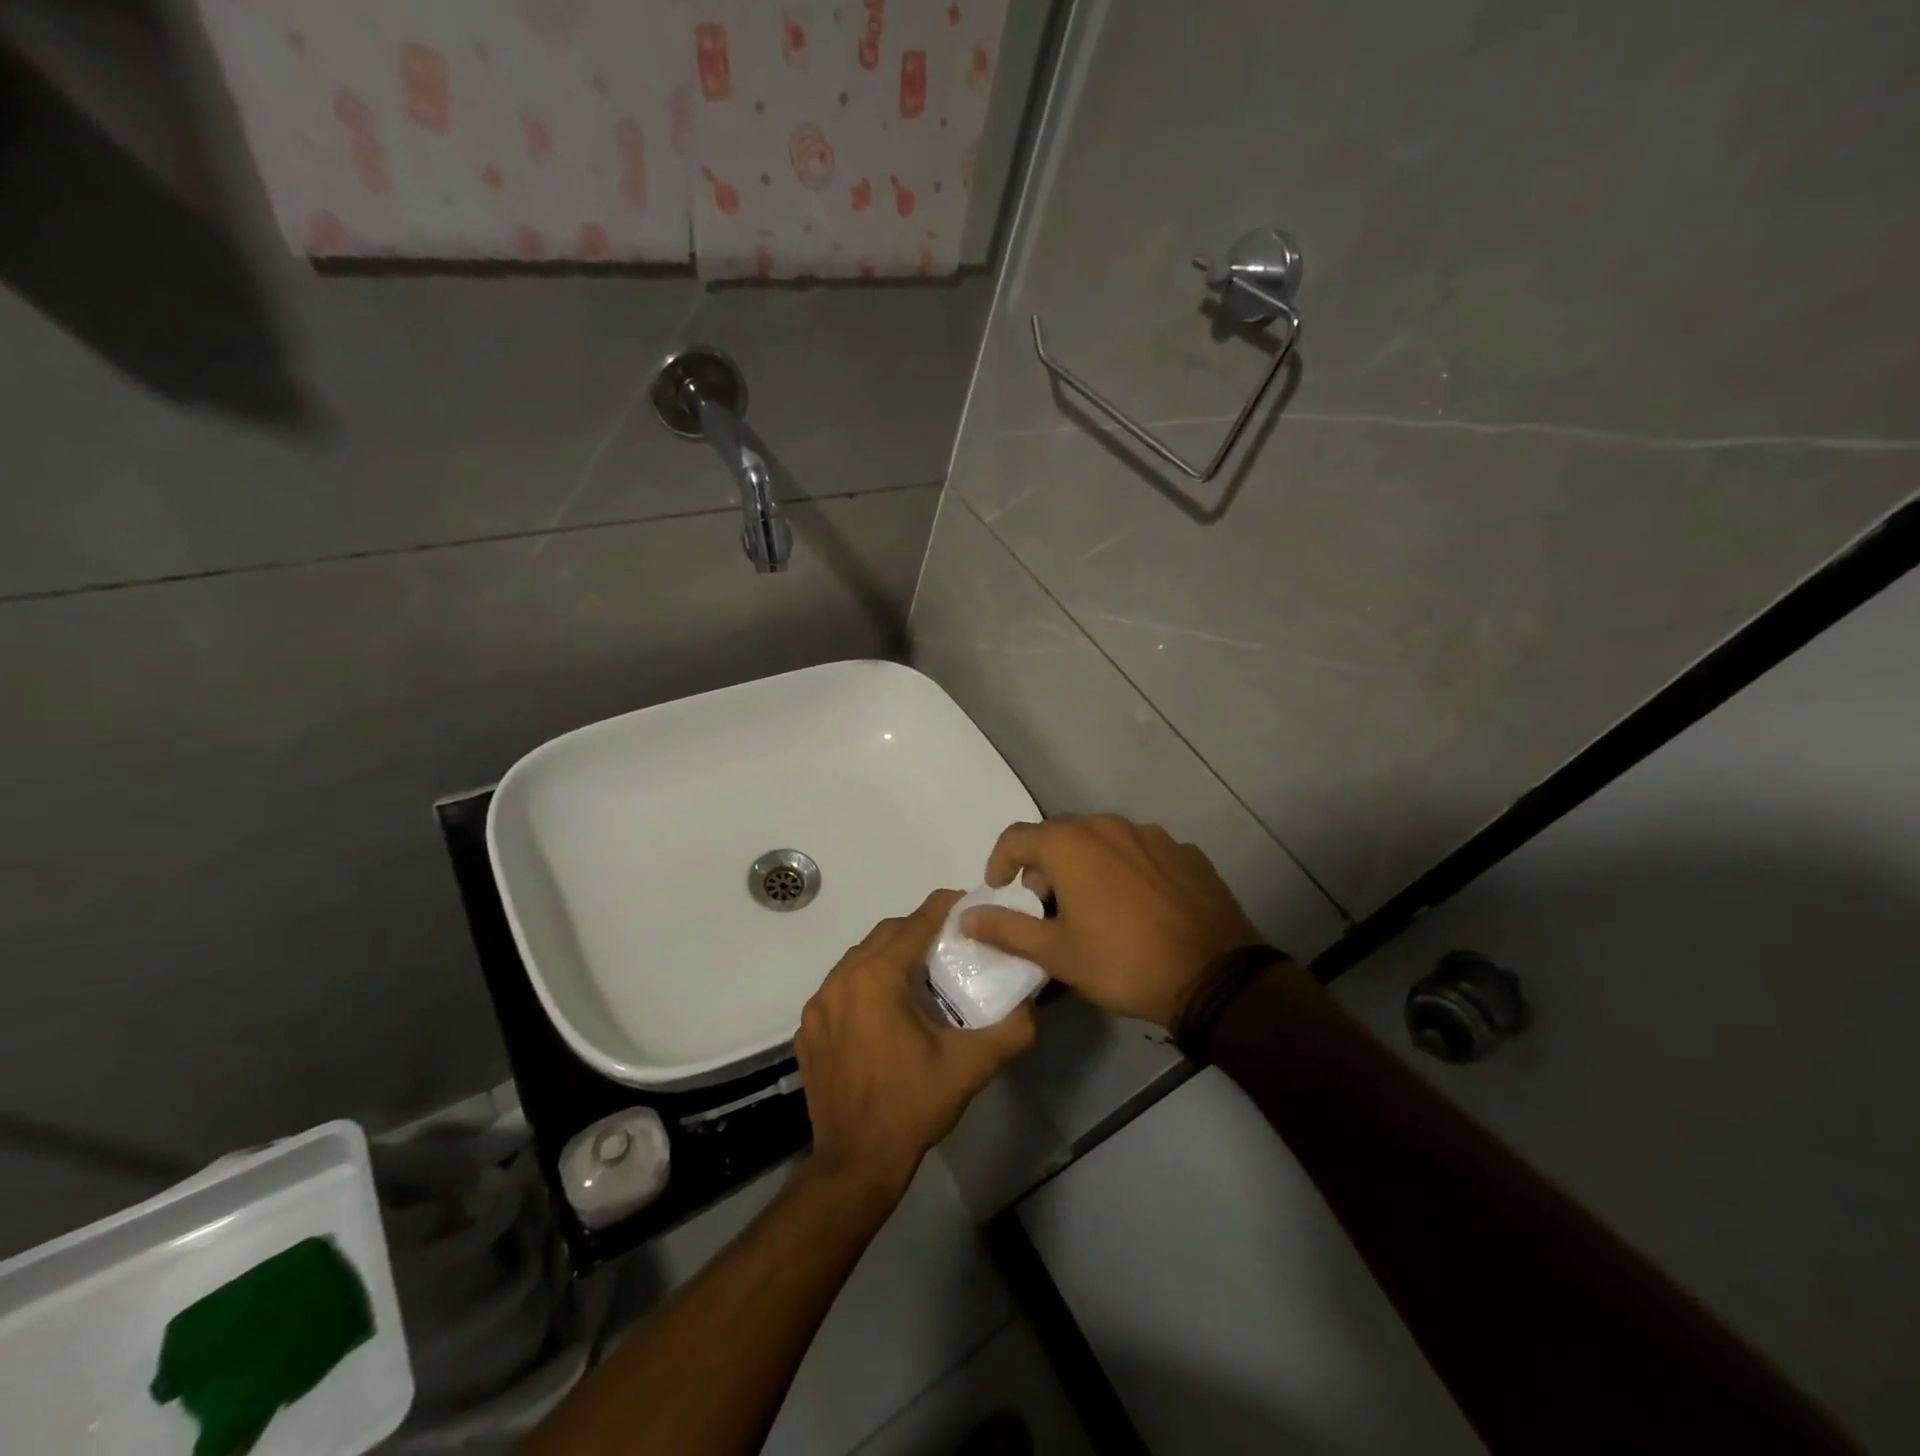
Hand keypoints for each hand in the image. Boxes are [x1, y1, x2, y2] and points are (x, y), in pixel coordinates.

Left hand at [796, 890, 1035, 1203]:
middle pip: (885, 934)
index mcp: (876, 978)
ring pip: (859, 958)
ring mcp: (818, 1005)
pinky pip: (840, 987)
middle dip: (918, 929)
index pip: (915, 923)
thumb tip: (1032, 1005)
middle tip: (950, 942)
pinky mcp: (808, 1029)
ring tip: (921, 973)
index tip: (967, 904)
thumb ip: (1010, 1030)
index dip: (944, 908)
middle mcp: (841, 980)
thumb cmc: (912, 1106)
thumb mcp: (970, 1067)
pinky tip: (886, 1010)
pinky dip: (865, 983)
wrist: (856, 1163)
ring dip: (891, 955)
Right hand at [961, 815, 1265, 1028]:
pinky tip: (1135, 903)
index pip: (1017, 836)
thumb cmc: (1123, 962)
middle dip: (1043, 862)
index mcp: (1072, 844)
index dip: (1000, 861)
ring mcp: (1152, 836)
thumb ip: (1006, 929)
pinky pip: (1139, 850)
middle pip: (1060, 832)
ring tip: (1090, 902)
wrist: (1214, 976)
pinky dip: (1124, 867)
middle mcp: (1109, 826)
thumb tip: (965, 916)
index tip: (1000, 888)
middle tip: (1044, 901)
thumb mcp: (1056, 953)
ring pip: (1102, 838)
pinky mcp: (1184, 852)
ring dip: (1084, 861)